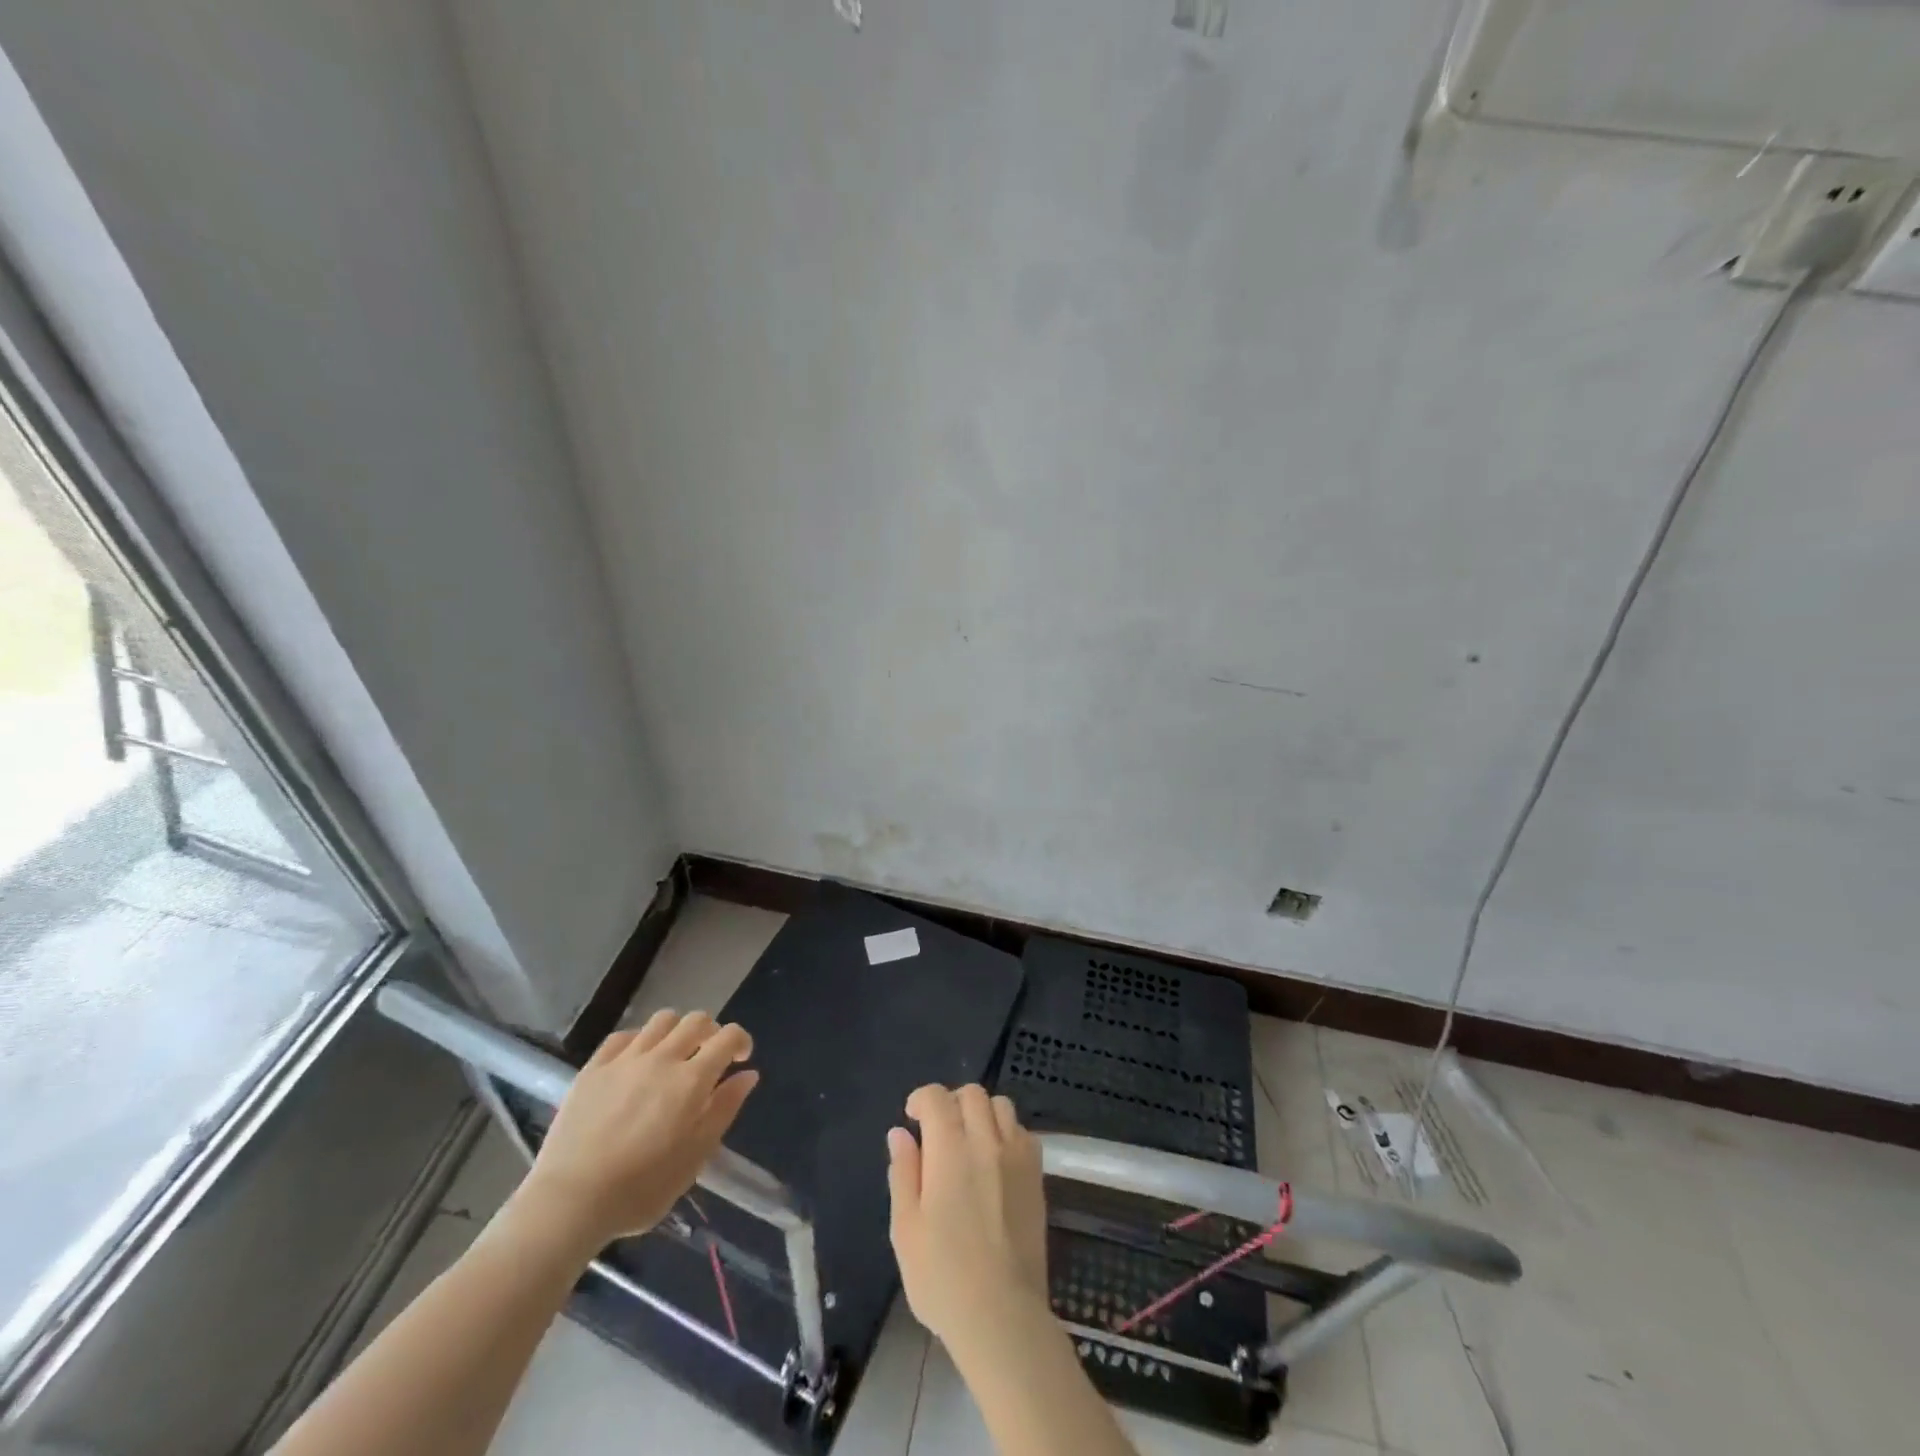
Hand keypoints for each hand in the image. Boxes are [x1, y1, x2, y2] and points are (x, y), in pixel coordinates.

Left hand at [510, 1011, 758, 1256]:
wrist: (569, 1202)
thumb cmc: (641, 1189)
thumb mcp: (696, 1157)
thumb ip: (724, 1109)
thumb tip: (748, 1074)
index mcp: (691, 1080)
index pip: (728, 1037)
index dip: (741, 1041)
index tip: (740, 1059)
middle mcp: (662, 1058)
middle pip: (696, 1020)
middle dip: (711, 1032)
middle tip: (708, 1057)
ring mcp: (625, 1059)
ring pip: (662, 1020)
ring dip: (676, 1031)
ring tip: (673, 1055)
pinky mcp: (594, 1067)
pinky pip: (623, 1035)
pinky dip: (639, 1040)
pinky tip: (637, 1061)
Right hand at [887, 1084, 1048, 1353]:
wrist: (1002, 1315)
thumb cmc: (942, 1276)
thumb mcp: (905, 1228)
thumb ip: (903, 1172)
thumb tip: (900, 1133)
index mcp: (950, 1149)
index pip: (937, 1097)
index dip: (921, 1099)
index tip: (912, 1118)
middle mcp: (987, 1141)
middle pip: (972, 1094)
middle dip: (951, 1102)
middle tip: (938, 1131)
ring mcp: (1017, 1156)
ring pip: (1001, 1106)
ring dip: (981, 1113)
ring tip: (969, 1142)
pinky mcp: (1037, 1176)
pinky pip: (1023, 1132)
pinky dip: (1006, 1133)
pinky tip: (996, 1161)